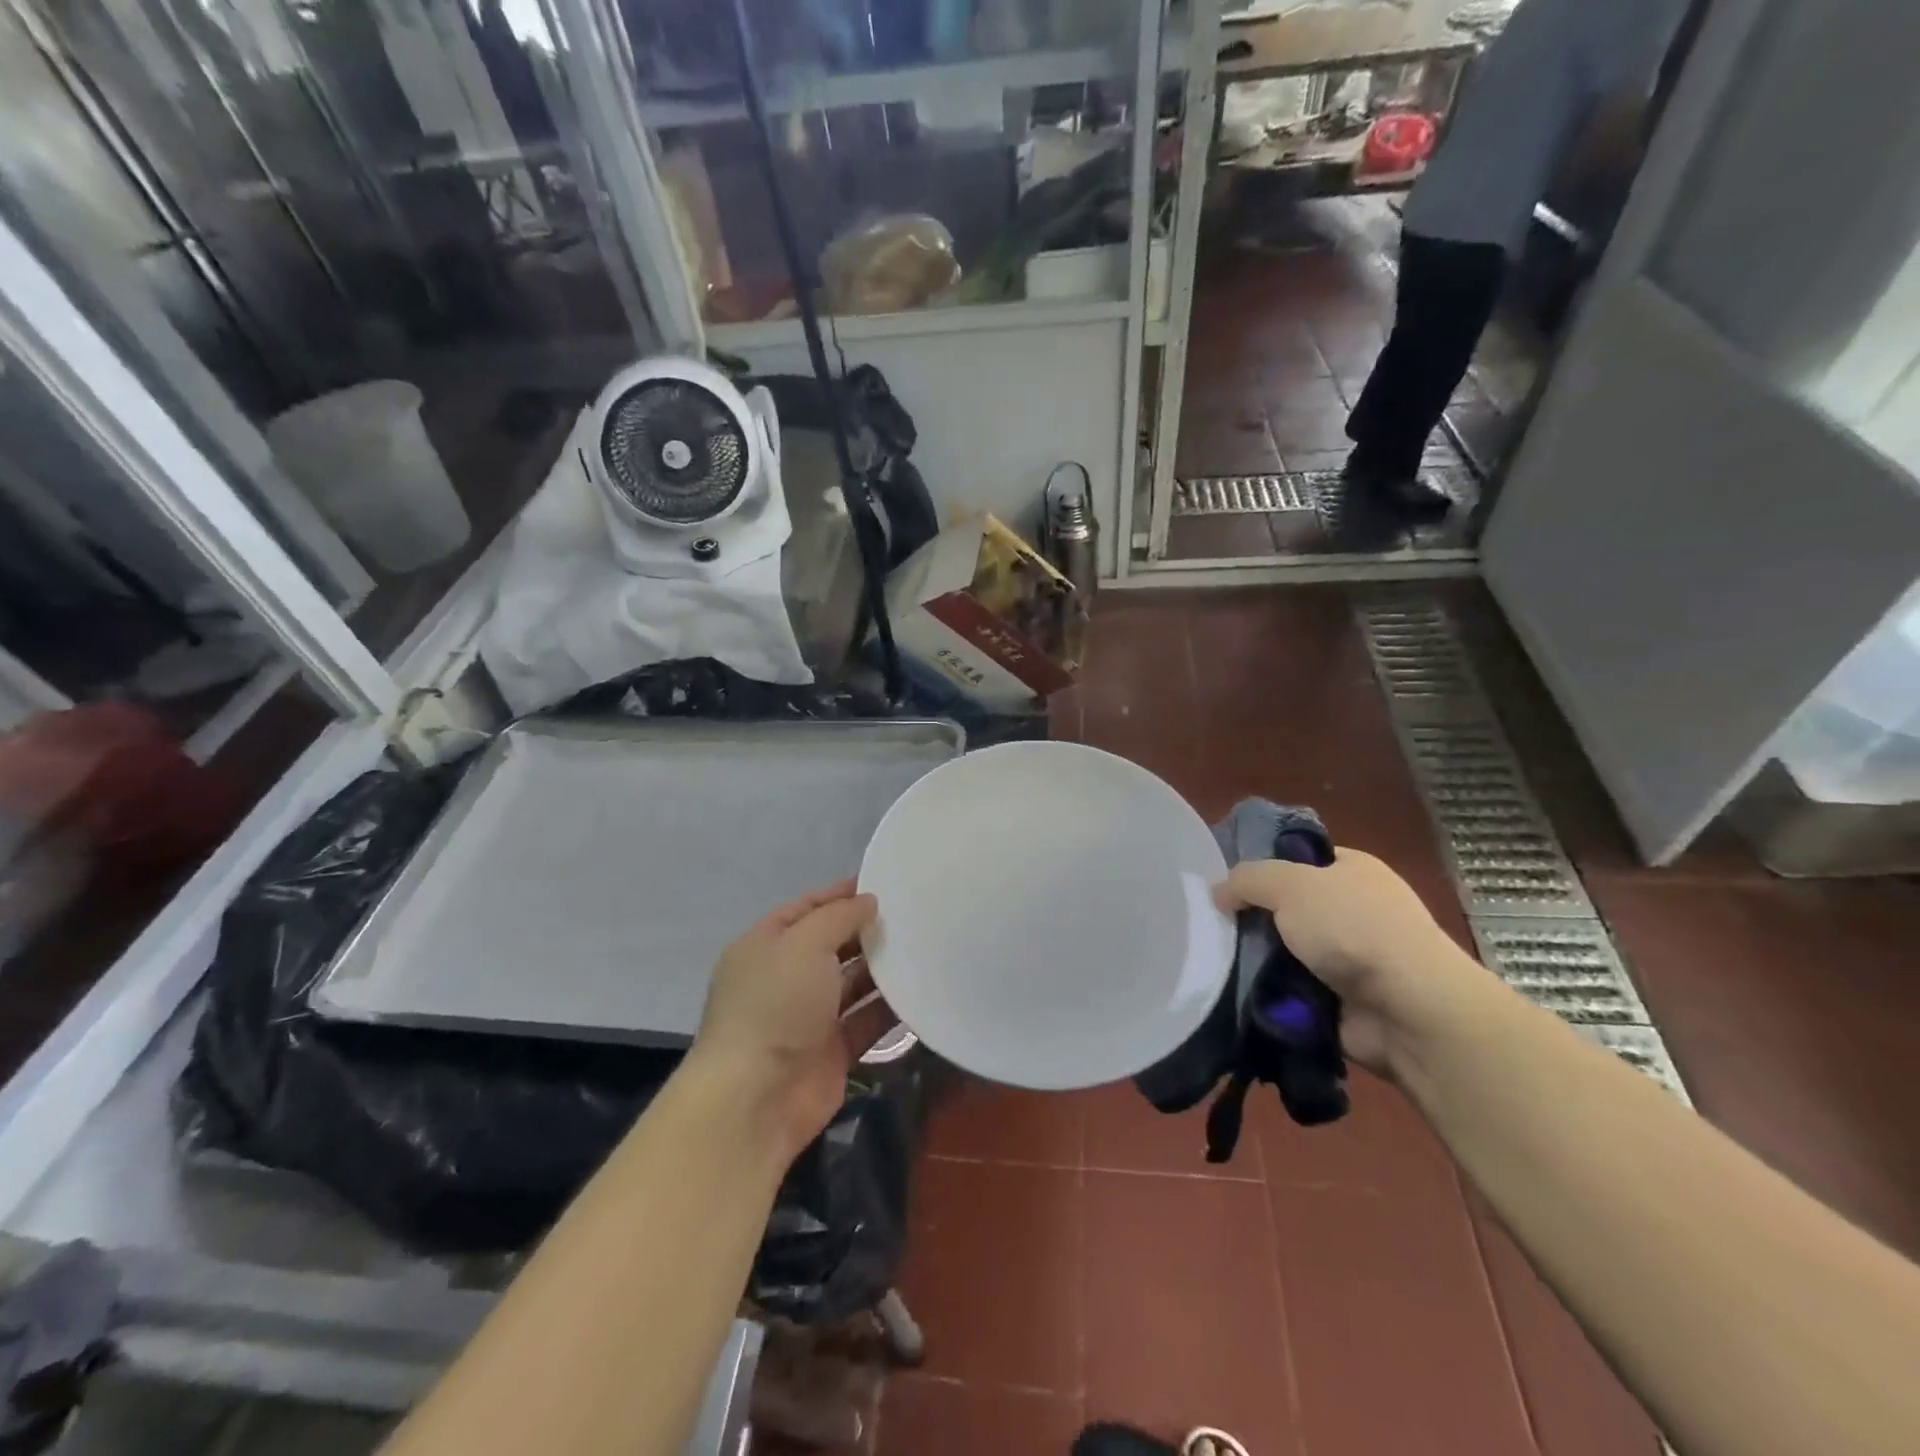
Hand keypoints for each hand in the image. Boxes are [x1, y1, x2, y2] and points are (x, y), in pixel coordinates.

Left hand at [689, 880, 895, 1160]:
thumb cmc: (775, 1004)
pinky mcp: (832, 1052)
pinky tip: (922, 990)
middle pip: (832, 945)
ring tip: (924, 947)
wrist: (756, 1098)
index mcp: (765, 946)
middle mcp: (785, 979)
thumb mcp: (804, 943)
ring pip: (852, 984)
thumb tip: (868, 901)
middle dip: (866, 931)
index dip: (840, 895)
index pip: (806, 909)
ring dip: (883, 968)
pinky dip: (890, 1008)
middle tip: (912, 915)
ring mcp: (808, 1018)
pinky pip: (866, 1021)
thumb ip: (839, 916)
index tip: (881, 883)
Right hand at [1216, 849, 1473, 1074]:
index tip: (1226, 883)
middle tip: (1214, 925)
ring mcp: (1352, 958)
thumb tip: (1220, 892)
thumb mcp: (1289, 884)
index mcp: (1353, 870)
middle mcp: (1355, 910)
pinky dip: (1272, 993)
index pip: (1298, 859)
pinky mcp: (1344, 1000)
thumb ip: (1248, 879)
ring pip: (1286, 951)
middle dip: (1254, 918)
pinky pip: (1293, 990)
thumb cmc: (1353, 928)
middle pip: (1288, 908)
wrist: (1408, 1009)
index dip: (1263, 867)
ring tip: (1217, 962)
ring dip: (1258, 959)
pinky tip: (1239, 991)